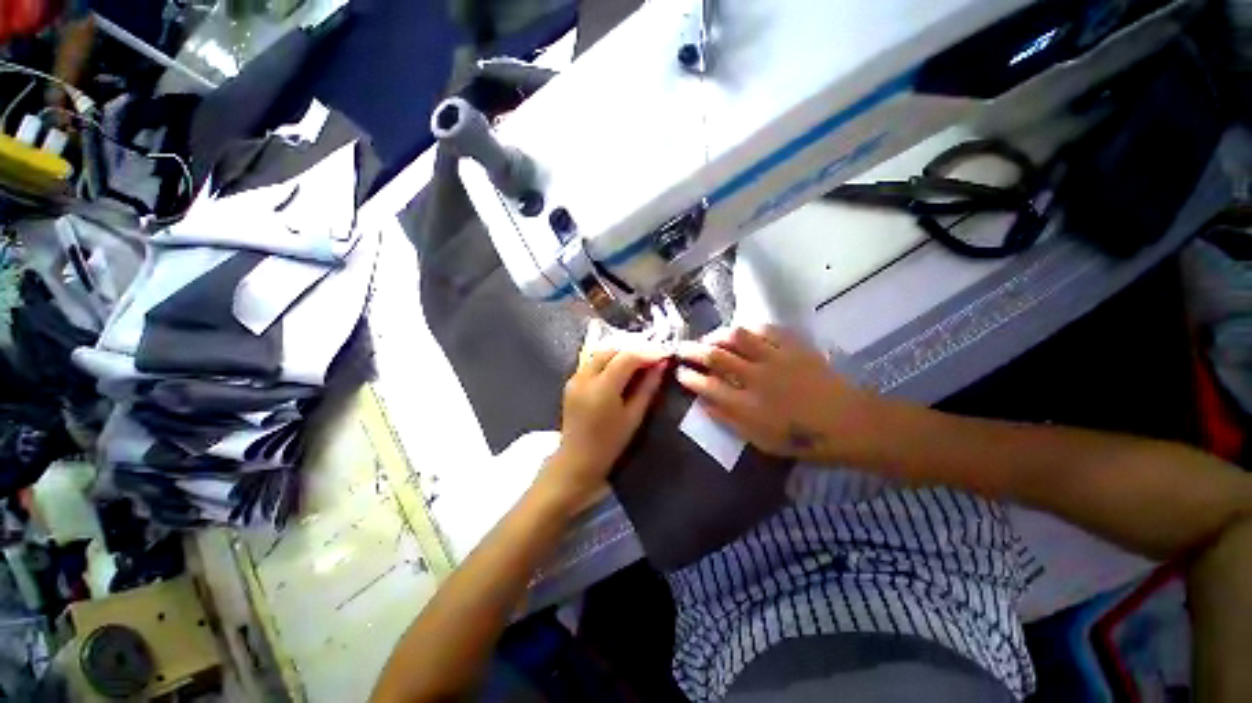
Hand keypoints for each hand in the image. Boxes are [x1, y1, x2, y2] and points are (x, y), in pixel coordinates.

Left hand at [541, 326, 668, 508]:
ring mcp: (575, 378)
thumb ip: (648, 387)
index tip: (664, 356)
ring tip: (638, 366)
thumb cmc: (610, 444)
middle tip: (652, 361)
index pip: (626, 358)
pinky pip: (592, 363)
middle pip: (611, 351)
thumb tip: (662, 365)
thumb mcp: (634, 416)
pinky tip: (620, 373)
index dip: (647, 353)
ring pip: (600, 354)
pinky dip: (608, 362)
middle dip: (633, 352)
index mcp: (601, 389)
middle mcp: (585, 378)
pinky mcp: (571, 382)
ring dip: (620, 356)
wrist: (577, 461)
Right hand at [675, 325, 875, 462]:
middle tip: (681, 347)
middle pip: (716, 356)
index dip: (689, 377)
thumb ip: (729, 421)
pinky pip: (766, 330)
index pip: (707, 385)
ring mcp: (775, 359)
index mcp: (747, 405)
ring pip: (738, 337)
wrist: (849, 424)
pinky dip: (749, 329)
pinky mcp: (794, 347)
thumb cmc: (802, 439)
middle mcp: (756, 378)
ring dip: (718, 334)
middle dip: (692, 350)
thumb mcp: (760, 441)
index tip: (679, 371)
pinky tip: (743, 332)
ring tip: (710, 337)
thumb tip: (704, 403)